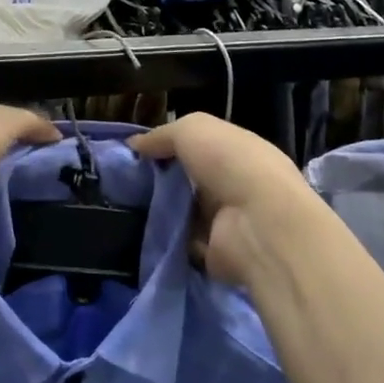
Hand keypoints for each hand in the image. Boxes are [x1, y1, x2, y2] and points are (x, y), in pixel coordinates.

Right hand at [130, 115, 316, 289]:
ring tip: (124, 207)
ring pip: (184, 211)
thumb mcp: (192, 129)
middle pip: (189, 179)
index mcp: (236, 150)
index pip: (199, 146)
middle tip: (124, 182)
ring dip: (161, 210)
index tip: (135, 153)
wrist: (258, 224)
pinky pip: (183, 242)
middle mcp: (234, 183)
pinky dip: (166, 239)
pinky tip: (141, 231)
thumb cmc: (230, 163)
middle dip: (161, 180)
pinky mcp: (216, 253)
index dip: (169, 147)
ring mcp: (227, 221)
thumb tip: (134, 145)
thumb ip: (162, 135)